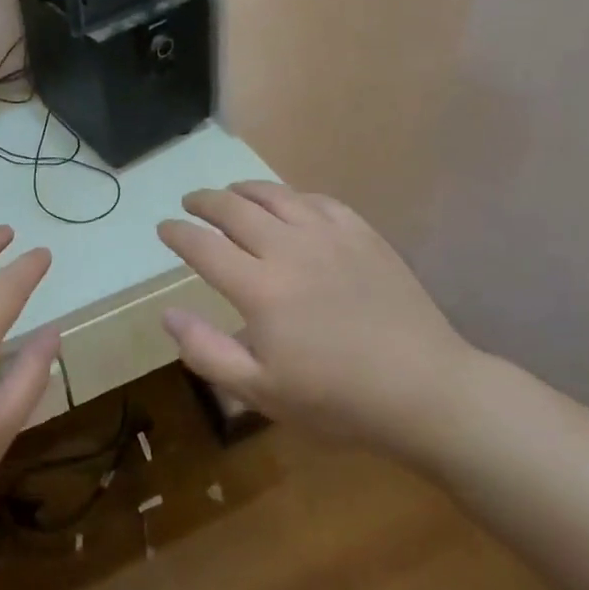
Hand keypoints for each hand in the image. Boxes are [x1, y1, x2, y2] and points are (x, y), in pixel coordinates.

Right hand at [157, 182, 479, 463]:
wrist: (425, 390)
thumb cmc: (337, 400)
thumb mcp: (261, 392)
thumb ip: (207, 351)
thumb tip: (167, 313)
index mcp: (259, 288)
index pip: (203, 246)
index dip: (177, 233)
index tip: (164, 228)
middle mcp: (288, 249)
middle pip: (233, 209)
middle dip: (204, 201)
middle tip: (190, 203)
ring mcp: (329, 236)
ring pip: (274, 195)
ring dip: (243, 190)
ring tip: (230, 192)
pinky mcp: (362, 234)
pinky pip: (318, 200)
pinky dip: (292, 196)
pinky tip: (288, 203)